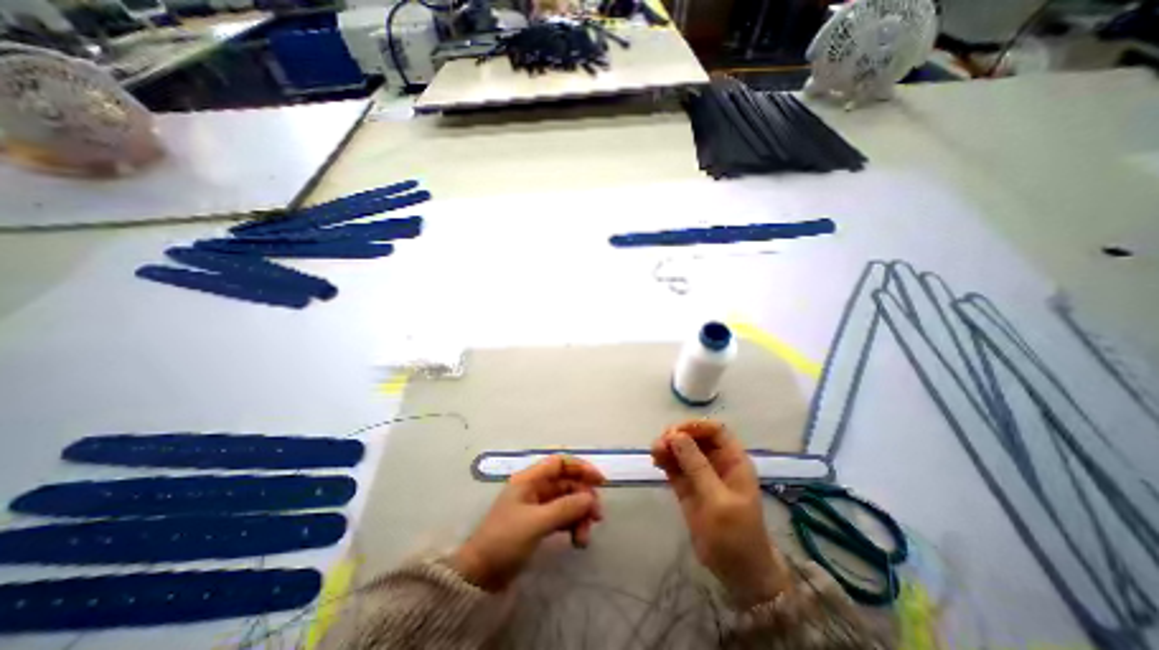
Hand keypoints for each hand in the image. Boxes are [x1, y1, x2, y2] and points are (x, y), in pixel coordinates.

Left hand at [450, 455, 606, 591]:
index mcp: (530, 479)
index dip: (581, 468)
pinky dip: (572, 525)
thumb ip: (565, 508)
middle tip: (596, 518)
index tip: (600, 481)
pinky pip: (562, 517)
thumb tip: (590, 498)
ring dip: (579, 516)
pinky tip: (577, 542)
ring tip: (583, 539)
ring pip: (567, 502)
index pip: (560, 463)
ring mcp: (537, 506)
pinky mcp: (538, 523)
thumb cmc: (505, 540)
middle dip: (583, 498)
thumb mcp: (536, 522)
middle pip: (567, 483)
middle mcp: (535, 488)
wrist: (479, 575)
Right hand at [647, 418, 792, 606]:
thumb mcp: (718, 500)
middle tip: (661, 444)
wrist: (736, 573)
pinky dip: (665, 460)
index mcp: (733, 461)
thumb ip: (697, 466)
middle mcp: (716, 462)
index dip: (696, 426)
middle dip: (677, 436)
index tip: (676, 432)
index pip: (715, 430)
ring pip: (682, 450)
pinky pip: (674, 465)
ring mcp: (700, 474)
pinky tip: (655, 460)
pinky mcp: (687, 486)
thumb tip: (676, 435)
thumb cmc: (736, 535)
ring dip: (668, 446)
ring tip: (654, 452)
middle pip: (695, 437)